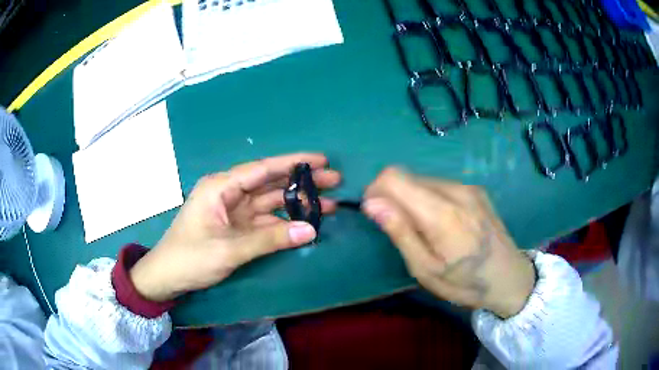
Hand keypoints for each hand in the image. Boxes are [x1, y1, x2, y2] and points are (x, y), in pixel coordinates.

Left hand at [129, 153, 340, 301]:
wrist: (167, 278)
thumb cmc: (190, 258)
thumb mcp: (229, 249)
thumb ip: (271, 239)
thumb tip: (312, 230)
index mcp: (221, 187)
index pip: (263, 168)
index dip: (294, 163)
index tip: (322, 160)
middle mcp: (228, 194)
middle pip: (271, 184)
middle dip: (302, 182)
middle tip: (335, 181)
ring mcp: (233, 212)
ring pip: (270, 203)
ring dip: (296, 203)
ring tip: (329, 203)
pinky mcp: (236, 229)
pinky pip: (265, 222)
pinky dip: (285, 223)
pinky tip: (305, 223)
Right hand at [362, 168, 534, 317]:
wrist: (509, 277)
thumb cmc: (465, 283)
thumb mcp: (426, 270)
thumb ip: (401, 233)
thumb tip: (372, 203)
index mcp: (442, 213)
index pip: (394, 177)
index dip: (376, 190)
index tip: (376, 214)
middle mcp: (456, 190)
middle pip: (407, 176)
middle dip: (393, 197)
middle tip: (401, 230)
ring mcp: (468, 187)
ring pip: (423, 179)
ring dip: (412, 199)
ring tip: (424, 230)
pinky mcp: (475, 189)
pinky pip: (440, 185)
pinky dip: (429, 199)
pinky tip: (442, 223)